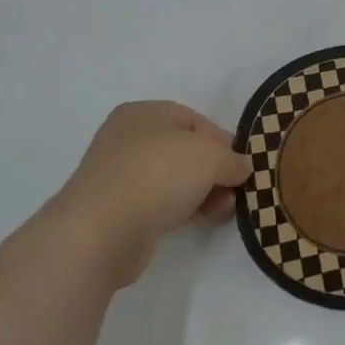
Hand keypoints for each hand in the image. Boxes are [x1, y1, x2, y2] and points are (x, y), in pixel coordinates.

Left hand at [58, 101, 251, 288]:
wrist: (102, 231)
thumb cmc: (158, 174)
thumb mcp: (210, 156)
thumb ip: (232, 159)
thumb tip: (242, 167)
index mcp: (144, 113)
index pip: (194, 120)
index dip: (223, 141)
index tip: (242, 164)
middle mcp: (128, 139)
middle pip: (184, 150)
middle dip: (214, 170)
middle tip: (236, 189)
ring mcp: (120, 176)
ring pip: (173, 178)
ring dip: (203, 191)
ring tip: (226, 209)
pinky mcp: (117, 211)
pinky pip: (159, 202)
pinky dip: (183, 208)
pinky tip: (203, 219)